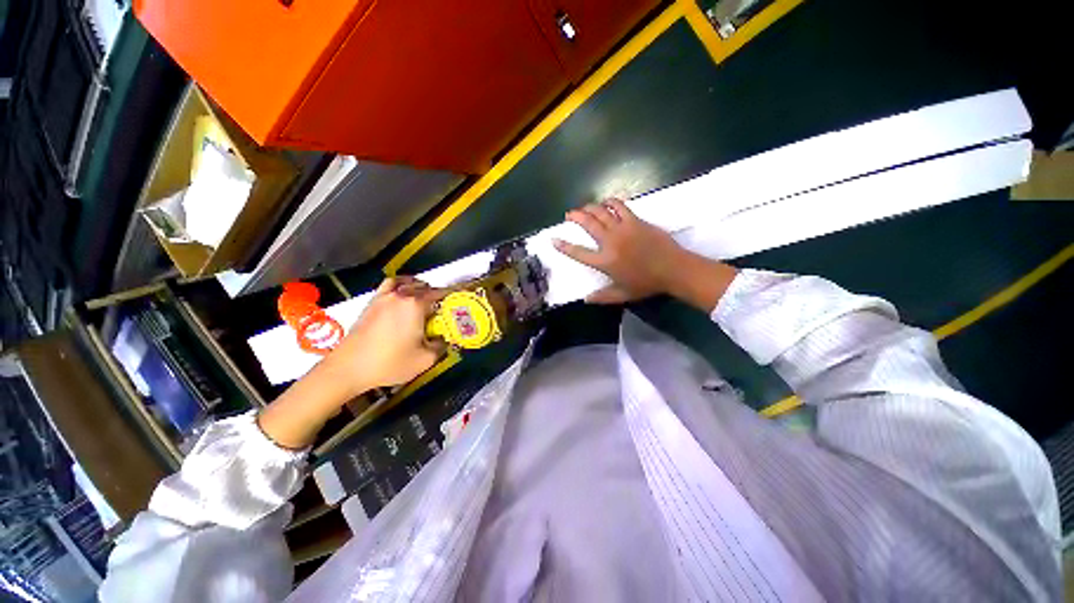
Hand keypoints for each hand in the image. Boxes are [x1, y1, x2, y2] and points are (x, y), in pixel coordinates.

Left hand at [325, 276, 446, 394]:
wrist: (349, 367)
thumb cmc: (389, 362)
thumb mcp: (425, 359)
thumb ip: (441, 346)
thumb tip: (444, 339)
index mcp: (416, 304)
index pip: (440, 293)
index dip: (453, 295)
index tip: (461, 298)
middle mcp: (401, 295)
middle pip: (425, 287)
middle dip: (437, 295)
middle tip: (443, 310)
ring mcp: (384, 296)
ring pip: (408, 283)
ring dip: (420, 288)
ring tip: (425, 300)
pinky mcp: (372, 302)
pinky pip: (390, 285)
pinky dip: (400, 285)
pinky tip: (402, 295)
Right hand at [553, 199, 688, 303]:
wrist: (673, 269)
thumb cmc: (646, 284)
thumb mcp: (622, 295)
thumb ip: (603, 297)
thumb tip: (586, 299)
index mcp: (605, 262)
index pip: (578, 252)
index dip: (564, 246)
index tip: (554, 239)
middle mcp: (610, 242)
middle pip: (588, 224)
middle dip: (575, 217)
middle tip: (569, 214)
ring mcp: (623, 229)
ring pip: (601, 212)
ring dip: (590, 207)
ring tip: (585, 207)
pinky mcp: (635, 221)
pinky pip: (620, 206)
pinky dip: (611, 202)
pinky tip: (606, 202)